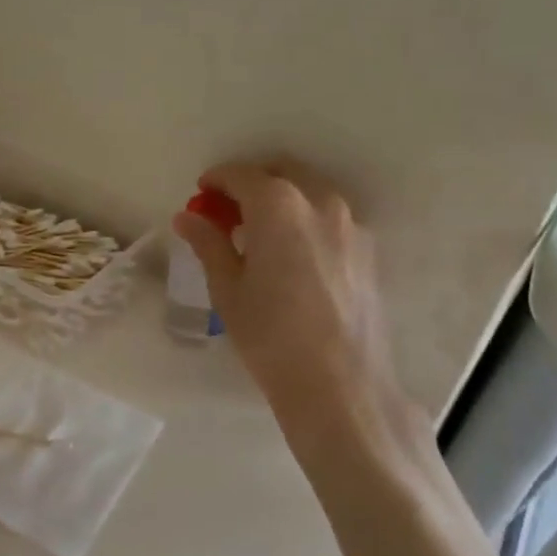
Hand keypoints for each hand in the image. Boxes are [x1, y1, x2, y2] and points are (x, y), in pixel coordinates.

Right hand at [174, 161, 409, 446]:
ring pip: (311, 191)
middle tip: (229, 209)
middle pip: (282, 172)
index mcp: (278, 206)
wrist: (339, 382)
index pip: (242, 175)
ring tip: (261, 231)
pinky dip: (306, 217)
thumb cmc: (270, 335)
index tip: (202, 192)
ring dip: (283, 197)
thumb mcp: (228, 289)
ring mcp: (351, 224)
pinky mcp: (368, 249)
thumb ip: (209, 244)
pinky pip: (331, 216)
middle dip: (252, 182)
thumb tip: (188, 217)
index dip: (218, 180)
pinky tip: (293, 252)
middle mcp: (320, 202)